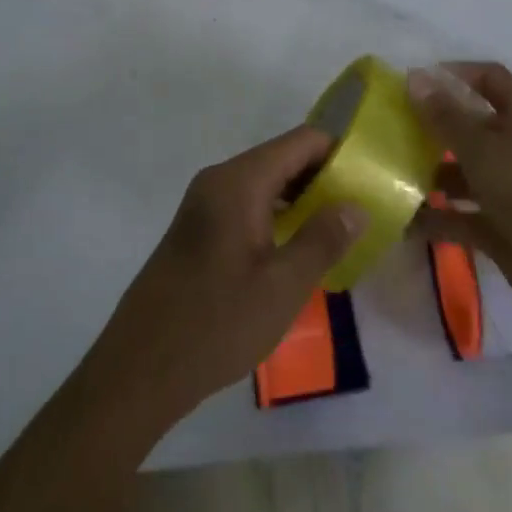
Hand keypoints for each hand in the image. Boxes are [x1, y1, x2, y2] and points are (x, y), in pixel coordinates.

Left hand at [88, 126, 364, 425]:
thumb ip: (323, 240)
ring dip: (301, 199)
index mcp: (239, 181)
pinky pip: (247, 204)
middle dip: (323, 177)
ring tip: (340, 228)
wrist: (138, 369)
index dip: (339, 151)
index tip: (372, 174)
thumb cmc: (215, 324)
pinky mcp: (197, 230)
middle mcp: (219, 180)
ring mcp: (204, 204)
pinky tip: (298, 247)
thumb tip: (355, 205)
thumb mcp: (282, 287)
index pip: (301, 142)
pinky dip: (277, 215)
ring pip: (265, 183)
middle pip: (282, 158)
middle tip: (364, 206)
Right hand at [407, 62, 511, 347]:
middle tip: (387, 130)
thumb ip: (448, 117)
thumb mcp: (489, 154)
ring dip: (429, 173)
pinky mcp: (504, 232)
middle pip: (471, 126)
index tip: (411, 84)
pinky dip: (436, 217)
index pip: (489, 79)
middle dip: (432, 126)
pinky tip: (400, 220)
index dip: (454, 74)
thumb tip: (415, 76)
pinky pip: (462, 216)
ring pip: (463, 172)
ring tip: (386, 175)